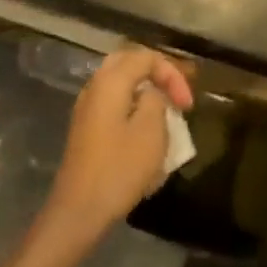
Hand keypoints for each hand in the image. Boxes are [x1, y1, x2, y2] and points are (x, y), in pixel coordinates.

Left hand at [41, 47, 192, 252]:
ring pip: (120, 83)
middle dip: (158, 74)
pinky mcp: (87, 129)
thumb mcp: (151, 131)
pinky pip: (114, 103)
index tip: (187, 104)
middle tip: (178, 94)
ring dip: (146, 90)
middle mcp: (94, 87)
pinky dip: (134, 106)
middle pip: (129, 63)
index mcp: (110, 82)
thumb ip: (157, 99)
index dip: (173, 74)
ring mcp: (87, 108)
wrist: (80, 210)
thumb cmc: (120, 168)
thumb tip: (153, 93)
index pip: (146, 57)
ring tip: (166, 110)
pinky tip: (146, 129)